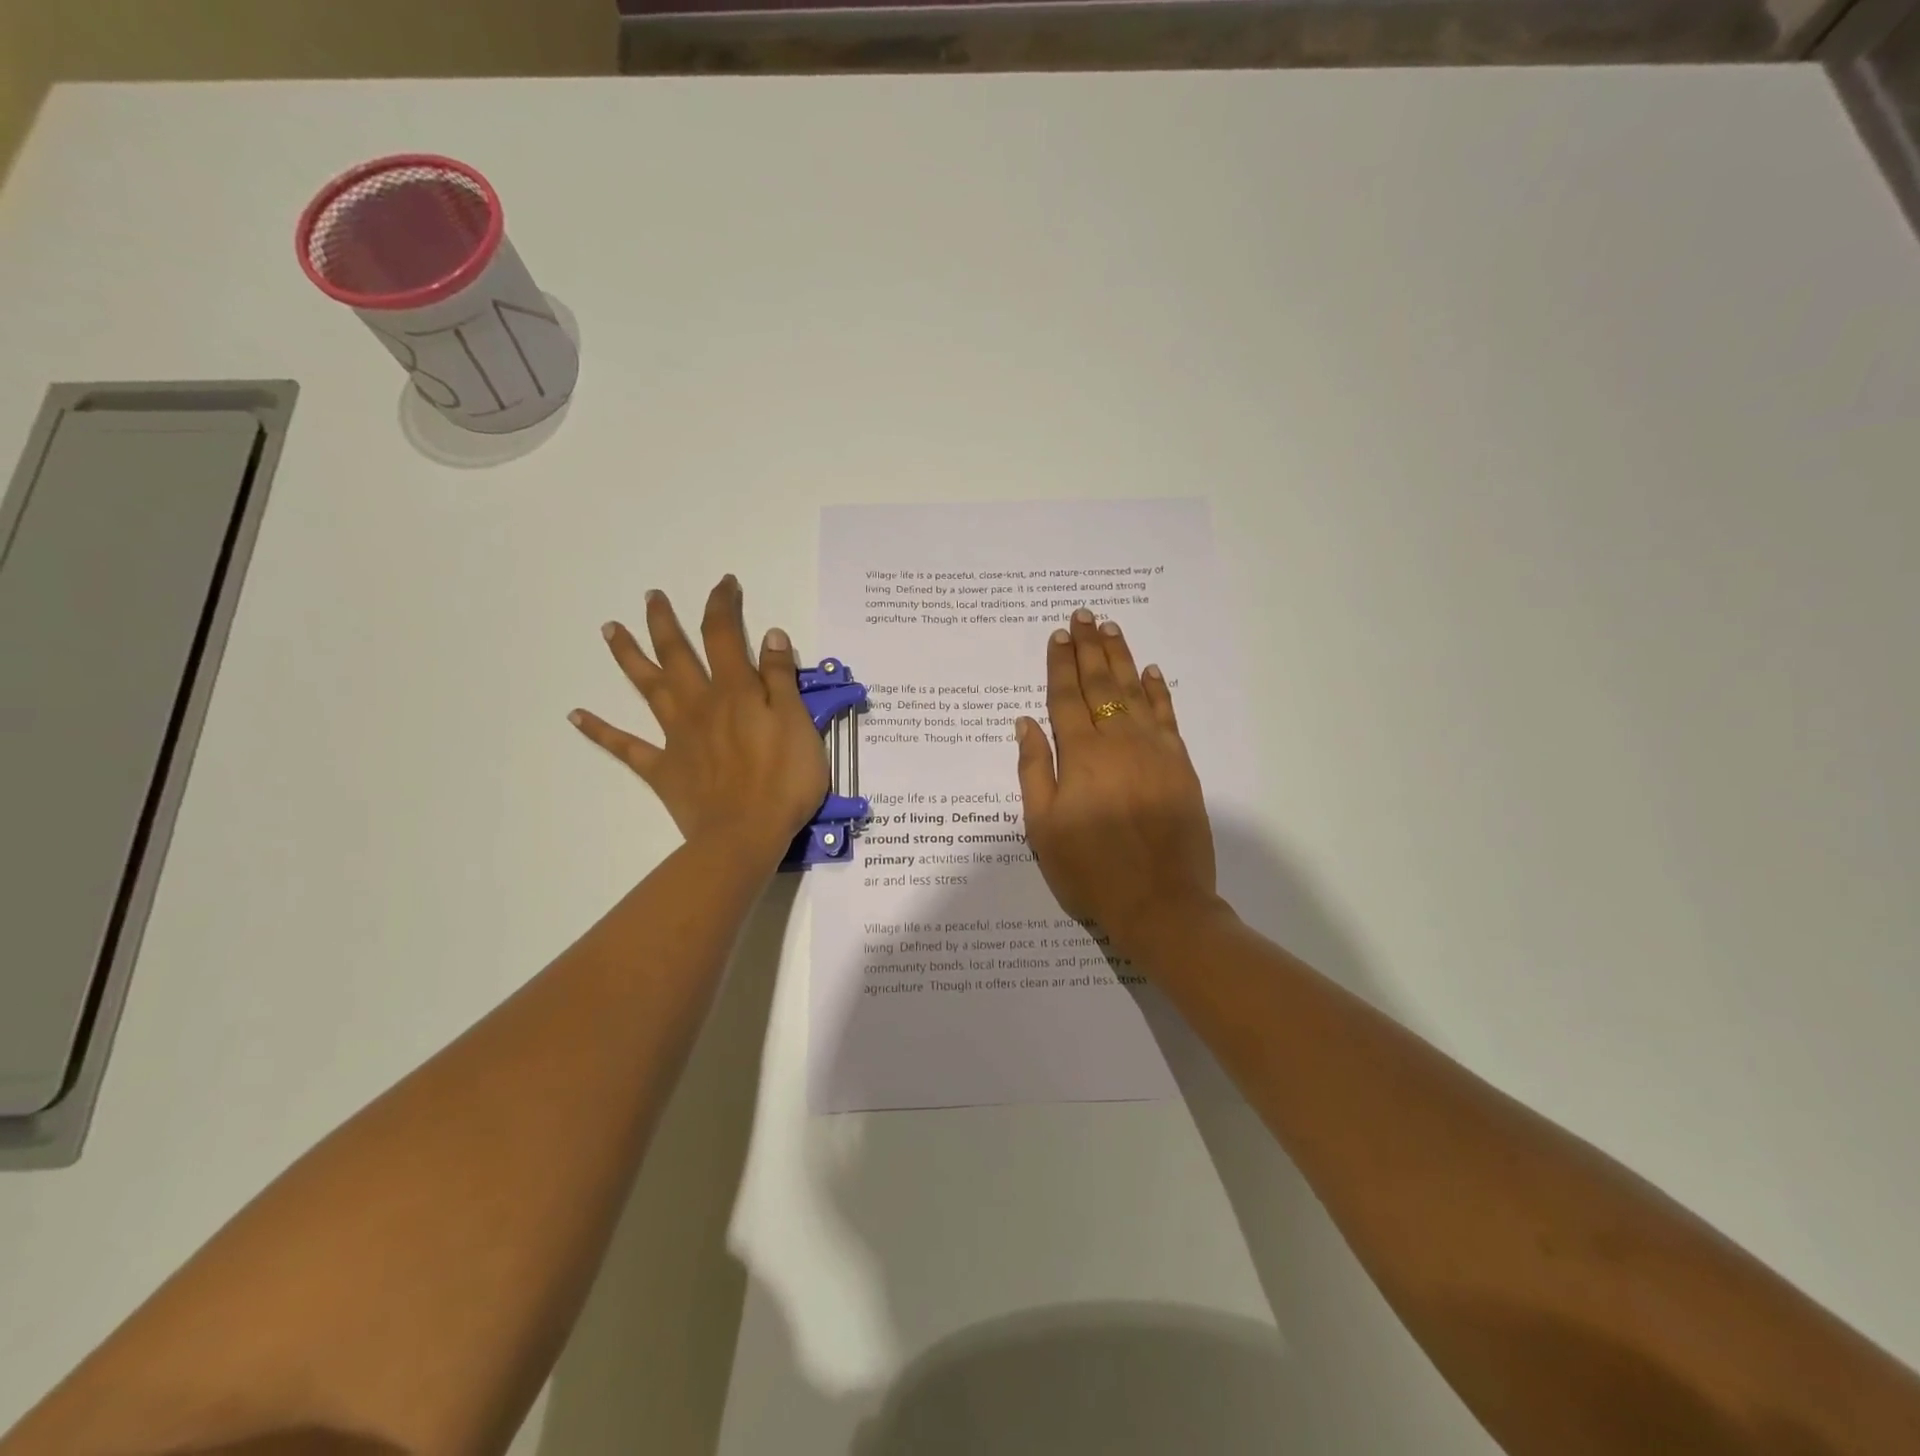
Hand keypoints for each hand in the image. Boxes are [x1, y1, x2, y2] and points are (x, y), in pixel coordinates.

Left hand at [570, 575, 827, 869]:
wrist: (745, 835)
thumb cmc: (784, 781)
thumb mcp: (799, 724)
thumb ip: (781, 679)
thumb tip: (769, 635)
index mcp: (735, 692)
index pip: (725, 636)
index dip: (722, 605)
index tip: (724, 584)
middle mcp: (699, 704)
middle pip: (677, 654)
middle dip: (665, 622)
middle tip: (651, 596)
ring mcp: (676, 736)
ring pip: (647, 688)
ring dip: (629, 657)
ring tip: (609, 629)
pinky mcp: (662, 769)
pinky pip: (625, 746)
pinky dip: (599, 730)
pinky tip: (575, 715)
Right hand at [1015, 608, 1221, 954]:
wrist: (1160, 902)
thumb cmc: (1090, 870)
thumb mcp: (1043, 828)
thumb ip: (1034, 771)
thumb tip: (1025, 723)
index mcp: (1080, 755)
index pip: (1066, 697)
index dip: (1060, 664)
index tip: (1058, 635)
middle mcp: (1118, 741)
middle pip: (1101, 684)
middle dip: (1089, 648)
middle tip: (1083, 615)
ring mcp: (1154, 750)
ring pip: (1135, 691)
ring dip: (1121, 657)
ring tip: (1110, 628)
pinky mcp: (1180, 765)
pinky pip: (1167, 716)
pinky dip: (1158, 691)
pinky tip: (1151, 671)